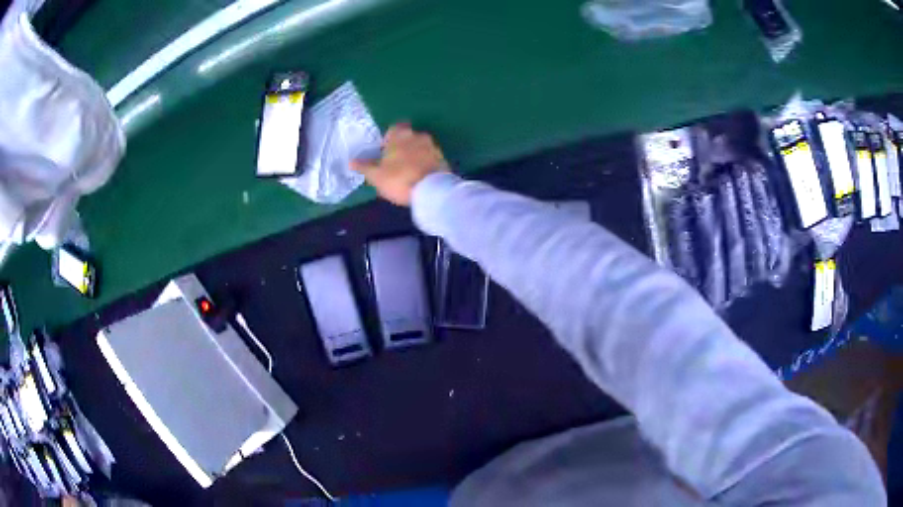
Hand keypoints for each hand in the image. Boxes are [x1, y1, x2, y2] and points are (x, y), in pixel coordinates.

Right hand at [352, 123, 447, 205]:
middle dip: (402, 147)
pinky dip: (425, 163)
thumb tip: (351, 161)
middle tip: (395, 163)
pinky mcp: (443, 159)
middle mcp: (418, 135)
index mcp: (400, 135)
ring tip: (408, 171)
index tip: (384, 152)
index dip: (388, 139)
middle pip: (408, 137)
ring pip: (420, 147)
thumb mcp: (376, 175)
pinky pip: (430, 158)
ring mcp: (433, 146)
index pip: (393, 129)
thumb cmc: (399, 179)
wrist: (432, 190)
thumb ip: (364, 167)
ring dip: (414, 155)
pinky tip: (420, 176)